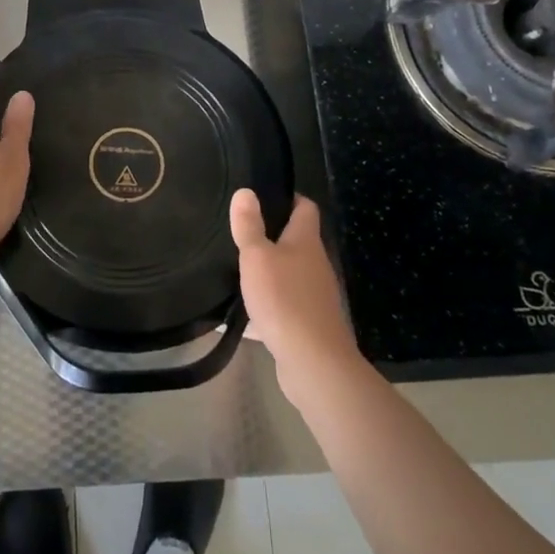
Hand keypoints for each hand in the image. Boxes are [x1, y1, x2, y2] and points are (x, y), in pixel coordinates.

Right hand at [230, 191, 359, 391]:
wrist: (313, 362)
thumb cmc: (284, 299)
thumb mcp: (257, 258)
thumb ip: (249, 226)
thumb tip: (246, 191)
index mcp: (306, 242)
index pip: (305, 208)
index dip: (288, 198)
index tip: (263, 196)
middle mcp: (316, 264)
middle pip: (297, 241)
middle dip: (272, 236)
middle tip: (241, 231)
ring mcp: (315, 295)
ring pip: (289, 274)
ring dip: (269, 271)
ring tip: (238, 269)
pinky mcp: (308, 322)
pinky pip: (284, 305)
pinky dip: (267, 305)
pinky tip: (244, 313)